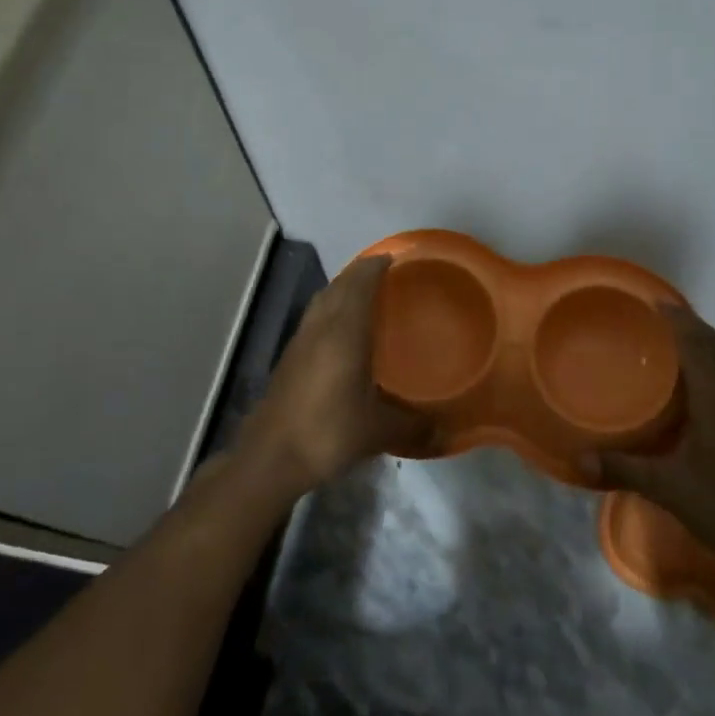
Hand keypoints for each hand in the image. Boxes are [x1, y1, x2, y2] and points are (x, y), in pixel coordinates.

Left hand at [238, 256, 431, 495]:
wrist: (270, 457)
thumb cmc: (328, 432)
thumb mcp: (378, 431)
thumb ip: (413, 426)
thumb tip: (444, 432)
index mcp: (344, 332)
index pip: (360, 282)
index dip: (377, 266)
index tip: (396, 257)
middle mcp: (320, 327)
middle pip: (339, 285)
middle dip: (361, 273)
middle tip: (387, 274)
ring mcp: (300, 341)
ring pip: (323, 300)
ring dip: (342, 289)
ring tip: (366, 295)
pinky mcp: (289, 358)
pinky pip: (314, 318)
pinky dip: (331, 310)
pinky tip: (342, 332)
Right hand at [591, 305, 714, 593]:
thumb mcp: (669, 490)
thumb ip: (624, 469)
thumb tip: (578, 459)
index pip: (698, 344)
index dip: (678, 320)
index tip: (656, 302)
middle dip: (691, 328)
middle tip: (661, 320)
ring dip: (709, 350)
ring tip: (681, 350)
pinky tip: (709, 396)